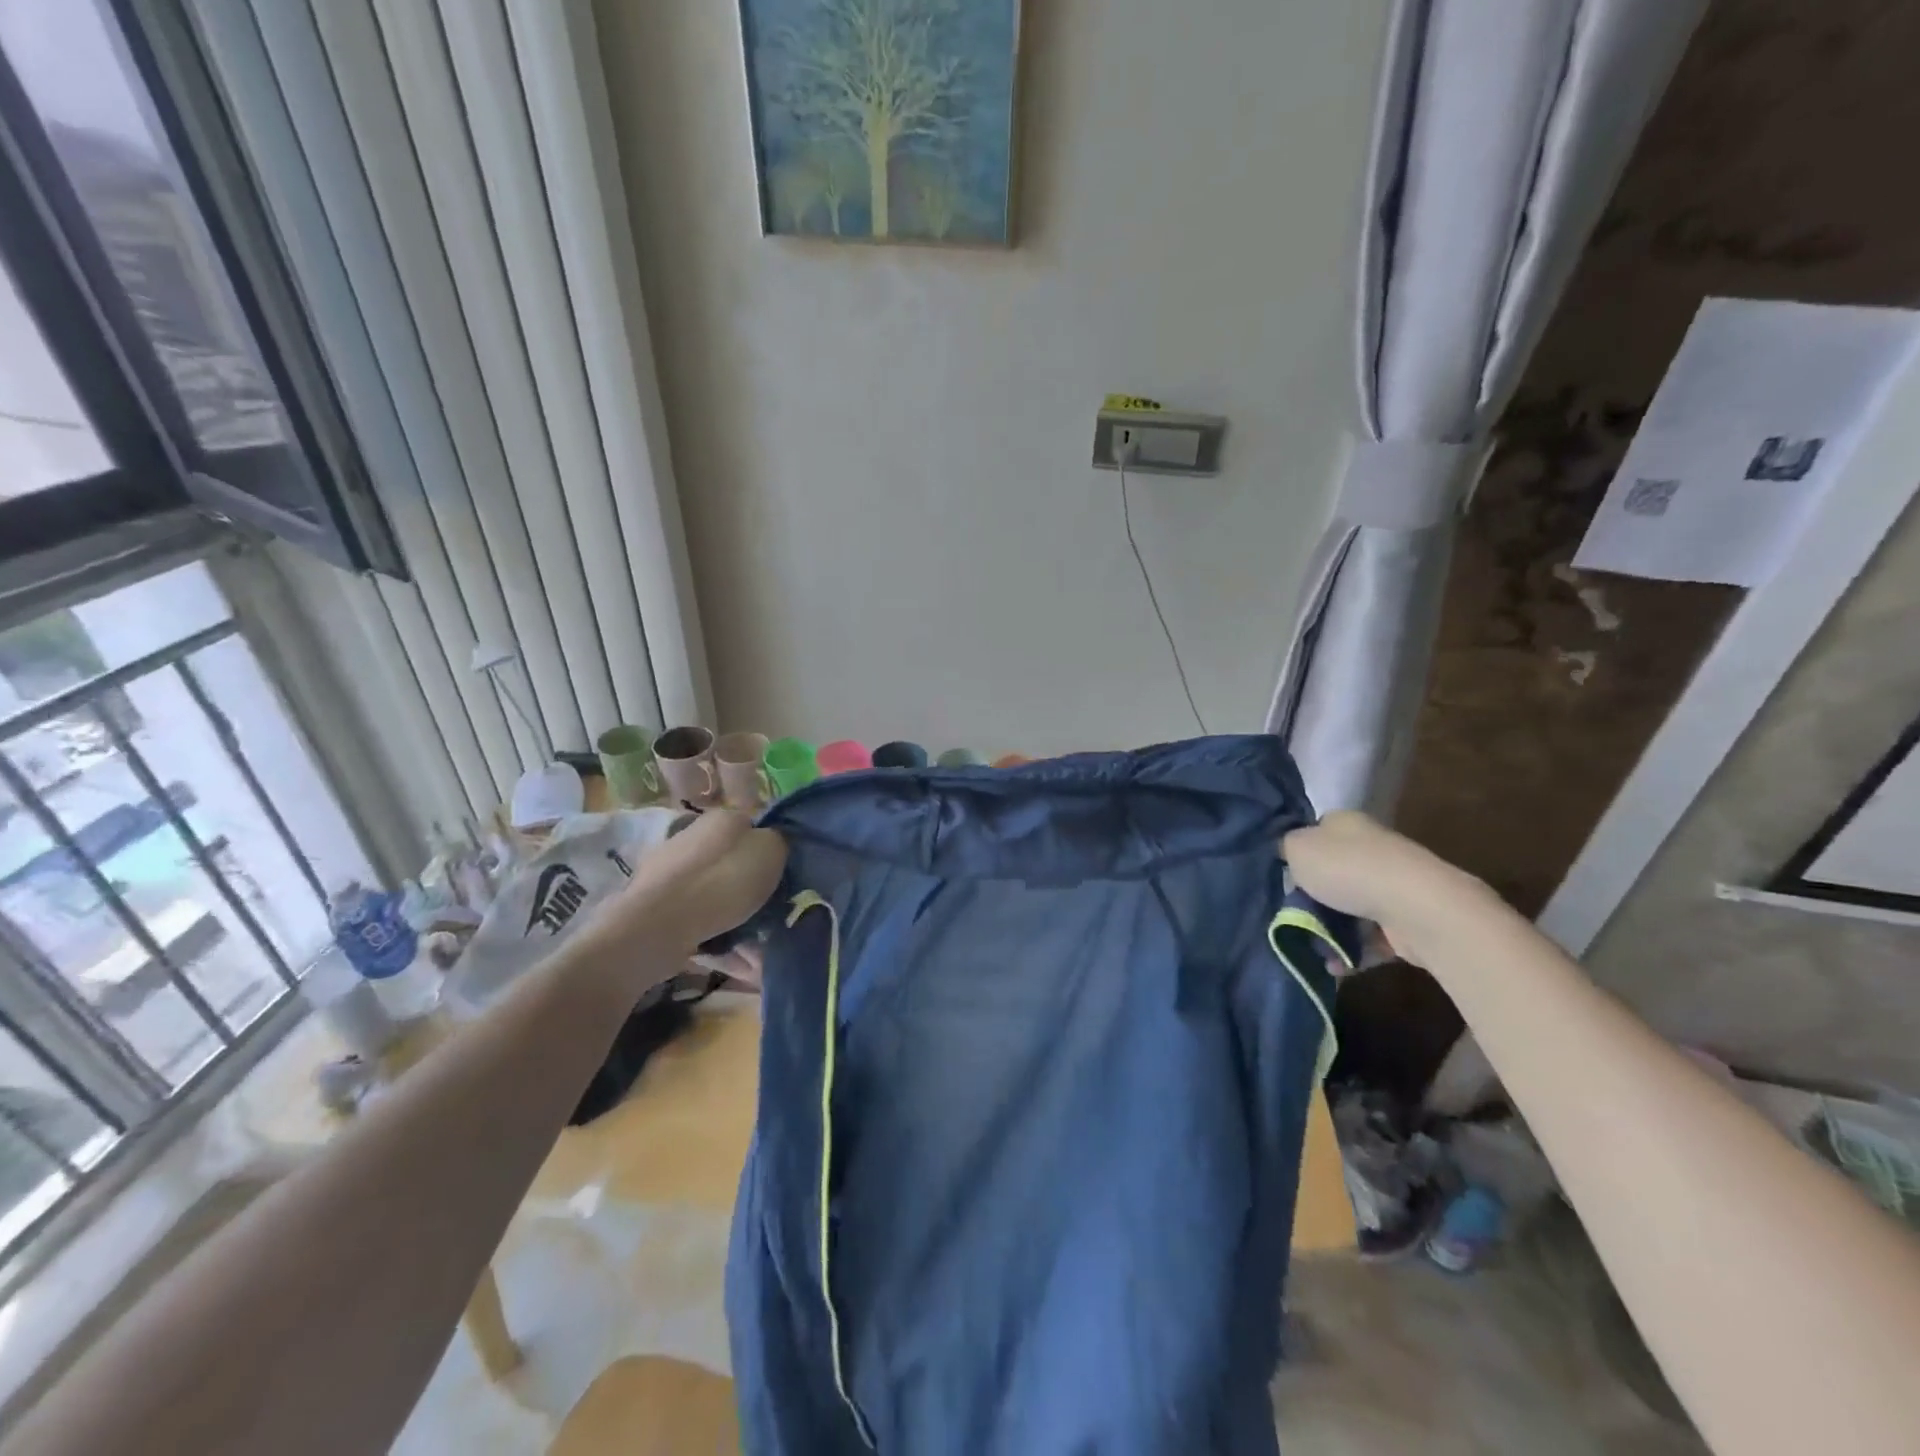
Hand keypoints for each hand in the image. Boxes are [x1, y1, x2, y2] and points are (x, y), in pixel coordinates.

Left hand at [602, 809, 787, 951]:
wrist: (658, 927)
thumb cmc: (722, 882)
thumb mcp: (771, 851)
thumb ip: (778, 843)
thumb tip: (770, 846)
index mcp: (721, 819)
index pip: (754, 828)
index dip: (772, 853)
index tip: (786, 879)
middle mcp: (693, 839)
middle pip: (734, 865)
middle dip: (754, 892)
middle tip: (776, 917)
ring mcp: (670, 875)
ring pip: (717, 898)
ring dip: (740, 922)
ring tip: (761, 953)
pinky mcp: (657, 909)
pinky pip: (699, 923)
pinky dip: (720, 941)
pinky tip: (739, 964)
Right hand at [1282, 811, 1484, 966]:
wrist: (1417, 908)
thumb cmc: (1348, 870)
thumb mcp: (1297, 848)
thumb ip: (1285, 848)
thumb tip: (1287, 852)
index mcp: (1345, 824)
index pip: (1316, 831)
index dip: (1297, 852)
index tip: (1282, 875)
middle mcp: (1371, 848)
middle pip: (1332, 872)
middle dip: (1311, 897)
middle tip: (1289, 915)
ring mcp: (1393, 884)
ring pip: (1350, 907)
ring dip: (1330, 929)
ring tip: (1310, 948)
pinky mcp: (1406, 919)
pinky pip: (1371, 937)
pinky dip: (1352, 952)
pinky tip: (1335, 965)